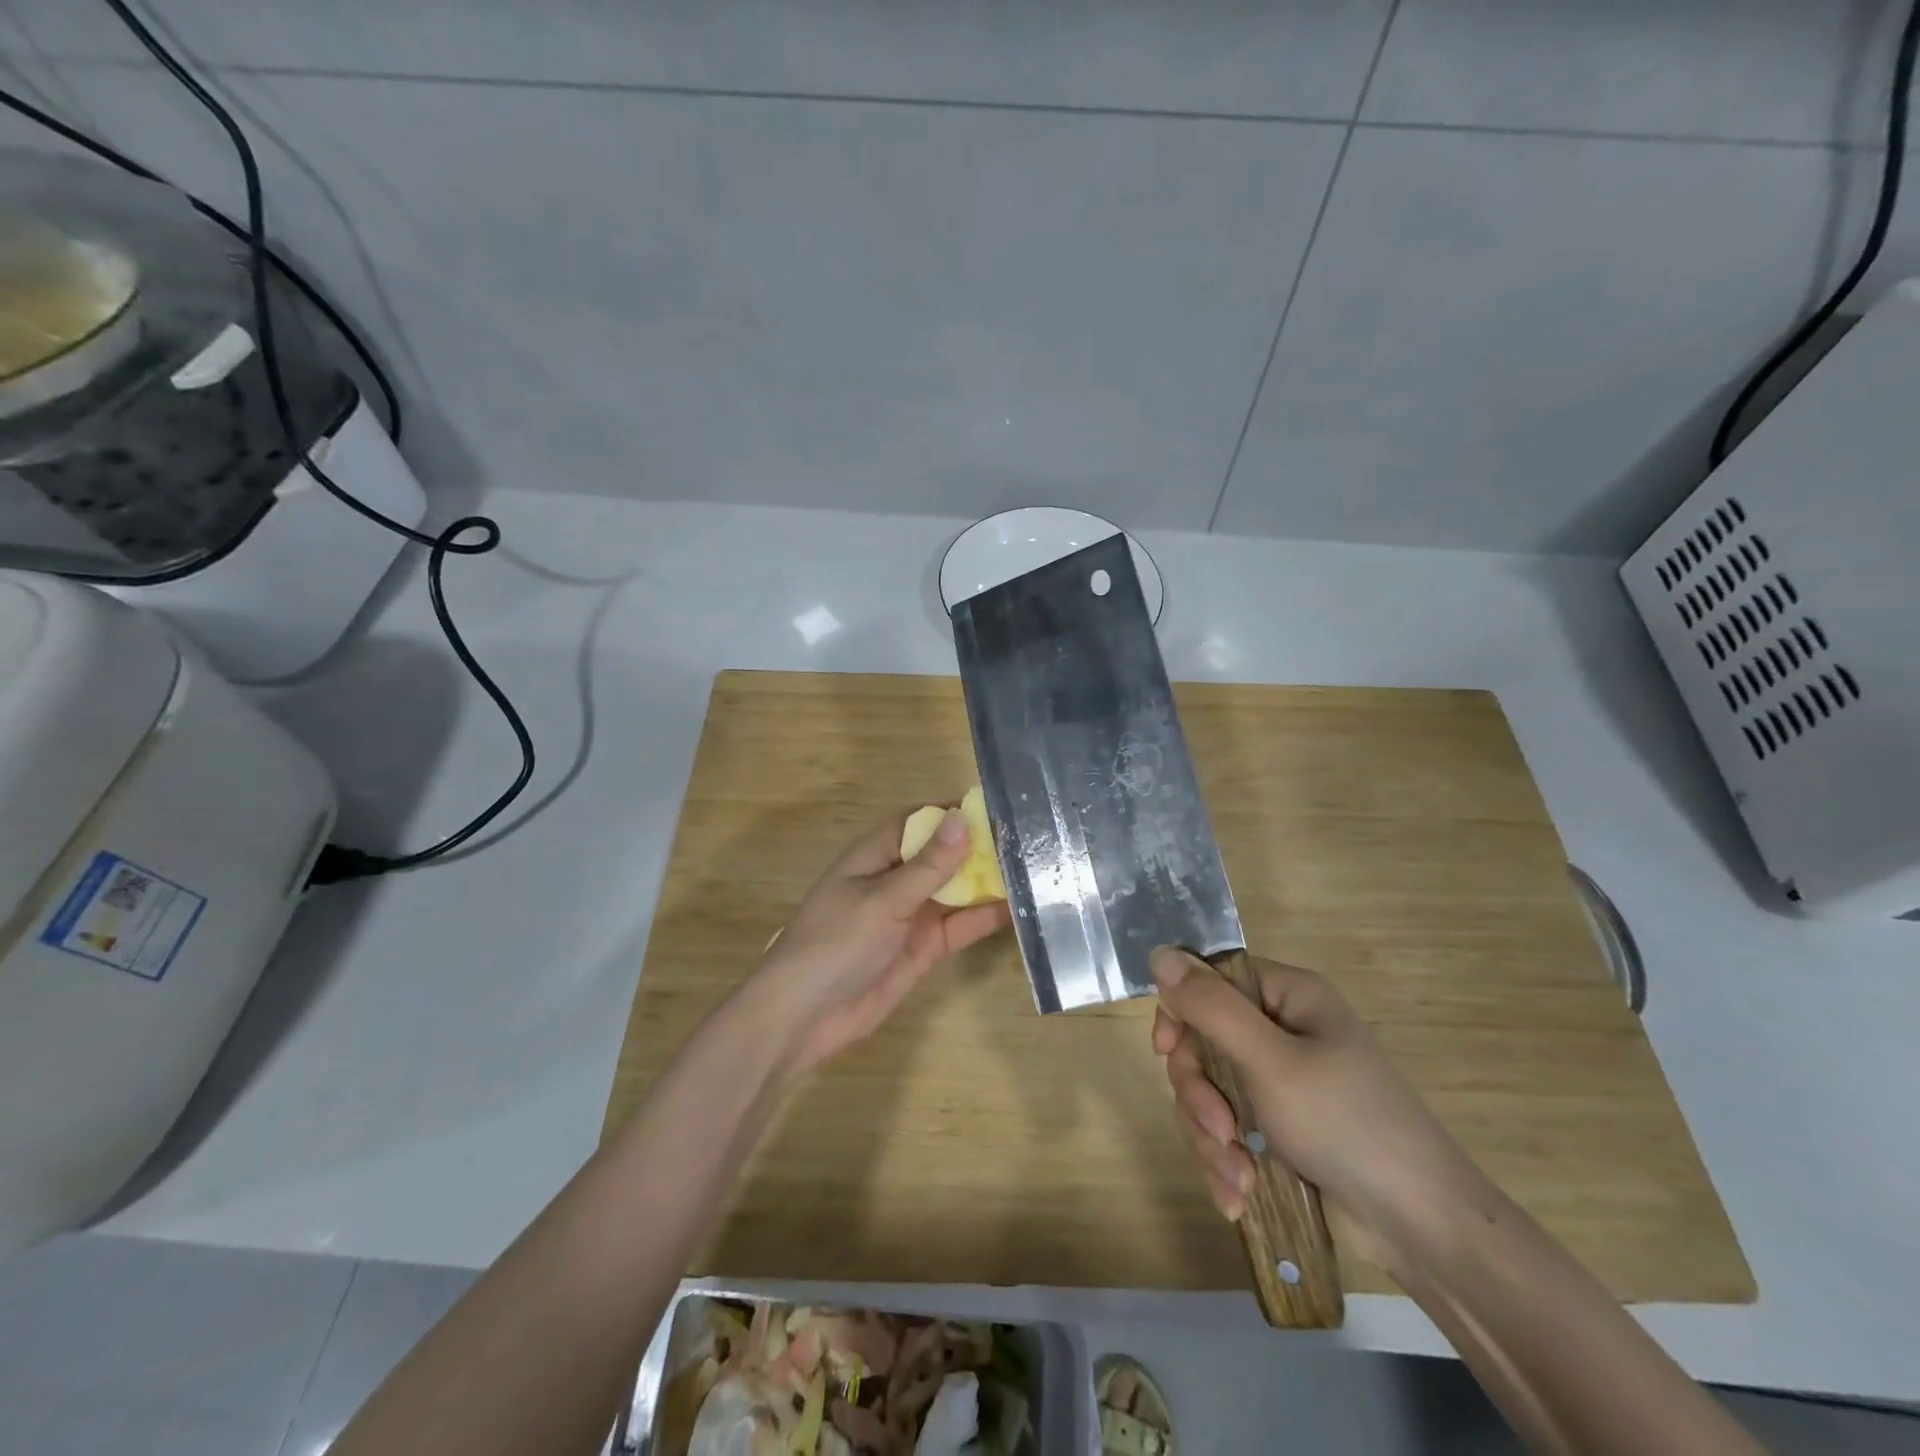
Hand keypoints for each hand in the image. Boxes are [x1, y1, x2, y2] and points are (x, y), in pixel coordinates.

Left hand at [747, 808, 1011, 1076]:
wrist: (805, 1018)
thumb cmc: (835, 943)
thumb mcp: (883, 900)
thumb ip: (928, 865)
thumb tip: (961, 818)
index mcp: (875, 855)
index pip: (918, 820)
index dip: (952, 811)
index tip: (995, 805)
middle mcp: (896, 879)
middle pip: (943, 854)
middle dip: (979, 846)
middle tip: (1030, 837)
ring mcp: (911, 915)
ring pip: (957, 889)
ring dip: (988, 881)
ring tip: (1036, 868)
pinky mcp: (924, 948)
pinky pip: (960, 926)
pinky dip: (986, 918)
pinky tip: (1021, 909)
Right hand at [1150, 947, 1486, 1268]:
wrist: (1420, 1228)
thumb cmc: (1347, 1124)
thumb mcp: (1271, 1062)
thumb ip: (1211, 1008)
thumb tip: (1159, 952)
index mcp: (1287, 998)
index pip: (1210, 980)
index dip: (1181, 1011)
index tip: (1167, 1050)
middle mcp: (1281, 1031)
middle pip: (1201, 1041)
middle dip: (1200, 1093)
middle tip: (1220, 1129)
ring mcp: (1279, 1083)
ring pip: (1208, 1091)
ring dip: (1211, 1137)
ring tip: (1237, 1178)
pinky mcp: (1277, 1129)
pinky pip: (1226, 1130)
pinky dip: (1225, 1162)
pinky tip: (1238, 1196)